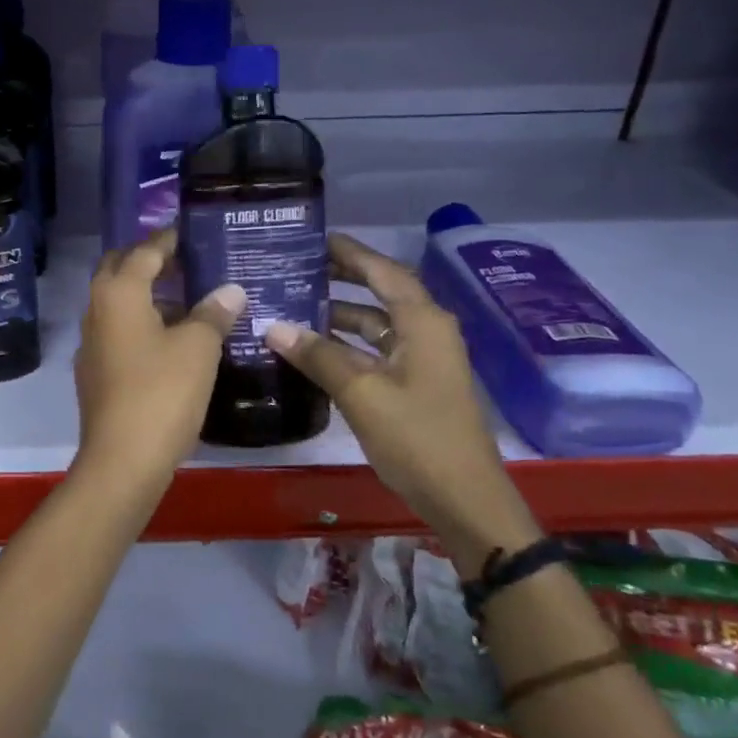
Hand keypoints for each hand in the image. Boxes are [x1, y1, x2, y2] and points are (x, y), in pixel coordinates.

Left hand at [73, 230, 245, 489]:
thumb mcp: (198, 348)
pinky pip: (119, 331)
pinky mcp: (96, 371)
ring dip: (148, 294)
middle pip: (120, 270)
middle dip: (149, 260)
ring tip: (189, 297)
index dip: (168, 239)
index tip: (192, 231)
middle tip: (186, 260)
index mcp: (118, 293)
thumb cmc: (162, 393)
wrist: (122, 460)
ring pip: (118, 303)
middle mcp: (97, 309)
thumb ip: (213, 313)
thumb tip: (230, 289)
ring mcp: (92, 342)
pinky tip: (173, 338)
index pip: (144, 251)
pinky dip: (142, 323)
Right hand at [262, 233, 540, 571]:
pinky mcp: (415, 385)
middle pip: (380, 292)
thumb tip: (273, 327)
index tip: (313, 238)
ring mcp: (423, 360)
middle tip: (297, 268)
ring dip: (339, 315)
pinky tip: (312, 350)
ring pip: (376, 324)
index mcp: (423, 322)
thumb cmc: (418, 438)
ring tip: (293, 306)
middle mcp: (427, 332)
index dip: (350, 252)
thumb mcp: (362, 393)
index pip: (383, 271)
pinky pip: (376, 351)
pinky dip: (347, 345)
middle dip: (341, 278)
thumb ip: (317, 356)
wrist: (465, 499)